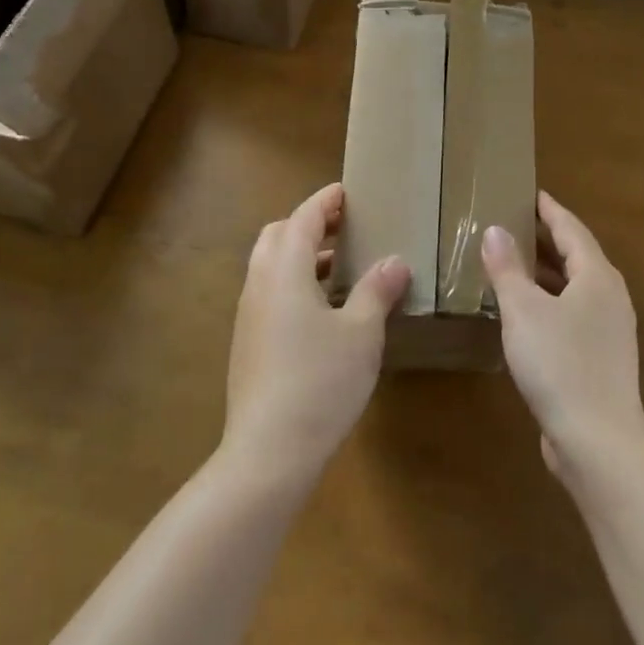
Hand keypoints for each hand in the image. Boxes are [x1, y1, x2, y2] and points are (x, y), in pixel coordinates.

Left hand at [222, 183, 409, 480]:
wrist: (269, 451)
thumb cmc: (321, 381)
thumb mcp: (361, 332)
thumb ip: (376, 290)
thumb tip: (395, 261)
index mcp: (284, 271)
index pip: (302, 219)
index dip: (325, 201)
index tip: (347, 193)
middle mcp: (259, 285)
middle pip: (277, 236)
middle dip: (307, 225)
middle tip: (343, 229)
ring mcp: (249, 316)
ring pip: (270, 267)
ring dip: (300, 256)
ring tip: (340, 267)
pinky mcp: (248, 343)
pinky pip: (269, 294)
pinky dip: (293, 283)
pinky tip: (323, 310)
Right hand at [482, 192, 643, 478]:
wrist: (598, 441)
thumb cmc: (560, 364)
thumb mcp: (523, 311)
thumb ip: (507, 268)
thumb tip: (495, 230)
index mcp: (597, 276)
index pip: (571, 229)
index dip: (549, 210)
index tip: (530, 193)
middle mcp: (610, 297)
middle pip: (576, 256)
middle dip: (545, 239)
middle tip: (513, 223)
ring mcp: (609, 330)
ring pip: (574, 287)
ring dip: (545, 273)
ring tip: (512, 262)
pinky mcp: (601, 358)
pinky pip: (572, 314)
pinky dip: (549, 302)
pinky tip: (524, 313)